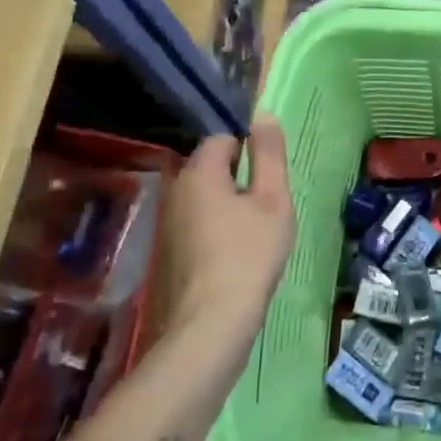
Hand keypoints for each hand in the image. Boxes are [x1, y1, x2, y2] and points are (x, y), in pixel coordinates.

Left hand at [160, 115, 296, 339]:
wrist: (210, 326)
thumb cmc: (249, 254)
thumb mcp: (273, 199)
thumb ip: (269, 154)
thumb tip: (262, 115)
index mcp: (198, 172)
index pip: (224, 139)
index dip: (251, 153)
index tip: (269, 181)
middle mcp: (175, 190)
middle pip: (212, 168)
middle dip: (240, 180)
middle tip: (266, 208)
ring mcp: (167, 223)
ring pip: (205, 197)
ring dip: (229, 206)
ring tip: (254, 234)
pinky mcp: (167, 252)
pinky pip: (197, 224)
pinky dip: (216, 230)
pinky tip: (234, 257)